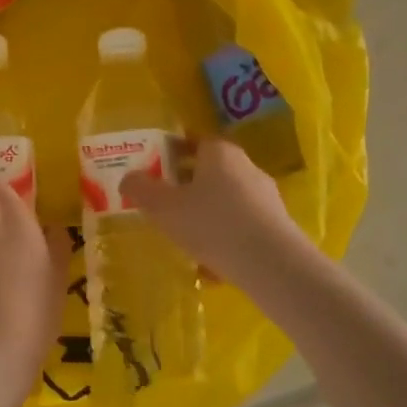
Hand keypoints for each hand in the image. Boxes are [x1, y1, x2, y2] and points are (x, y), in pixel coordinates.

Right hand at [120, 137, 310, 293]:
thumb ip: (141, 189)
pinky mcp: (277, 227)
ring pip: (226, 201)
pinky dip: (225, 239)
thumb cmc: (211, 224)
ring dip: (206, 215)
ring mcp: (266, 197)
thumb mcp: (163, 207)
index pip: (194, 141)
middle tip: (165, 204)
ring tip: (185, 239)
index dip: (172, 152)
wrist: (271, 265)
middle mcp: (246, 167)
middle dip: (188, 186)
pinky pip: (241, 227)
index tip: (156, 168)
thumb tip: (128, 178)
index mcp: (219, 153)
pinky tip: (211, 265)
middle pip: (211, 171)